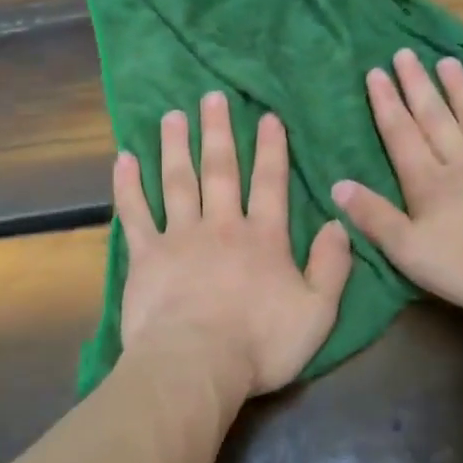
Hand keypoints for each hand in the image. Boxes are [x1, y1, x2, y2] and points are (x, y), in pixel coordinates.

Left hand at [115, 91, 353, 406]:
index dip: (271, 149)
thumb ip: (331, 266)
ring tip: (173, 116)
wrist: (195, 365)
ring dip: (176, 146)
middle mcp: (221, 226)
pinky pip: (135, 213)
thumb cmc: (260, 344)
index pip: (270, 183)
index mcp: (263, 238)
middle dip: (218, 132)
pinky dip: (128, 185)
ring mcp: (180, 237)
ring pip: (178, 181)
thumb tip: (338, 223)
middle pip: (220, 170)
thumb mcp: (317, 312)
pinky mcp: (145, 256)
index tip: (266, 117)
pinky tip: (124, 159)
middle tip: (212, 97)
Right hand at [333, 50, 462, 313]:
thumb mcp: (409, 251)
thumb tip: (337, 185)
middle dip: (417, 86)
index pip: (401, 137)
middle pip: (435, 119)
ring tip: (446, 61)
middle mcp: (462, 163)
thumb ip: (374, 217)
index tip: (376, 73)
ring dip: (459, 90)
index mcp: (428, 184)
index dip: (387, 105)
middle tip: (405, 54)